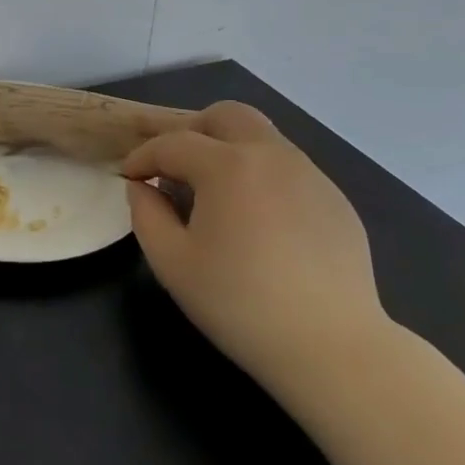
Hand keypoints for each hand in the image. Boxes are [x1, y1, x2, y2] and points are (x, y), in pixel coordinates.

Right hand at [122, 101, 390, 390]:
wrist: (333, 348)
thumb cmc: (239, 303)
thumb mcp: (171, 261)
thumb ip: (145, 213)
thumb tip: (142, 187)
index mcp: (228, 166)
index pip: (172, 143)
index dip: (142, 156)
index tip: (128, 177)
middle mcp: (273, 157)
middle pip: (226, 116)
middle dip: (191, 132)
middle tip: (173, 168)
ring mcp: (312, 176)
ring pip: (261, 138)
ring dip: (228, 152)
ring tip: (213, 196)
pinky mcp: (336, 201)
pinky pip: (288, 170)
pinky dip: (260, 177)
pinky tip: (256, 222)